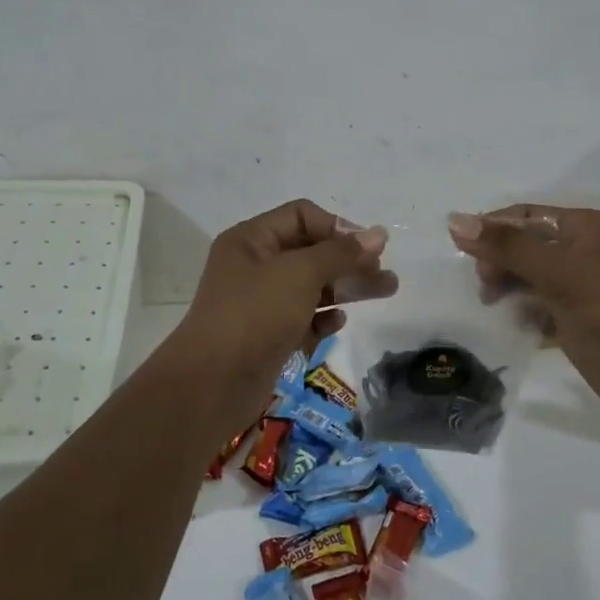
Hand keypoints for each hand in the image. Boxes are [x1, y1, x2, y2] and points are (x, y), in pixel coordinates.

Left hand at [172, 199, 393, 424]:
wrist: (213, 383)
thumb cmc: (256, 314)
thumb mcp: (301, 273)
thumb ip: (341, 252)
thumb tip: (378, 233)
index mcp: (252, 239)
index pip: (302, 216)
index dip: (337, 227)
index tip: (370, 247)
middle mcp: (254, 265)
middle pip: (311, 252)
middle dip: (349, 259)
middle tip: (385, 271)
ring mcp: (260, 302)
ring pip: (311, 286)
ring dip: (346, 287)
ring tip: (386, 291)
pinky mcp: (267, 335)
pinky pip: (302, 317)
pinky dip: (322, 318)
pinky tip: (338, 324)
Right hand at [447, 204, 599, 422]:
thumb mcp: (561, 274)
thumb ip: (508, 248)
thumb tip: (454, 220)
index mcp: (587, 228)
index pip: (526, 216)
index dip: (491, 228)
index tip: (459, 251)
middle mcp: (585, 252)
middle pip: (526, 246)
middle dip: (498, 261)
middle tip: (484, 287)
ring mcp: (583, 288)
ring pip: (530, 278)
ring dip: (508, 288)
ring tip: (492, 305)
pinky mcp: (580, 322)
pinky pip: (540, 308)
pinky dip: (522, 313)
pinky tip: (513, 326)